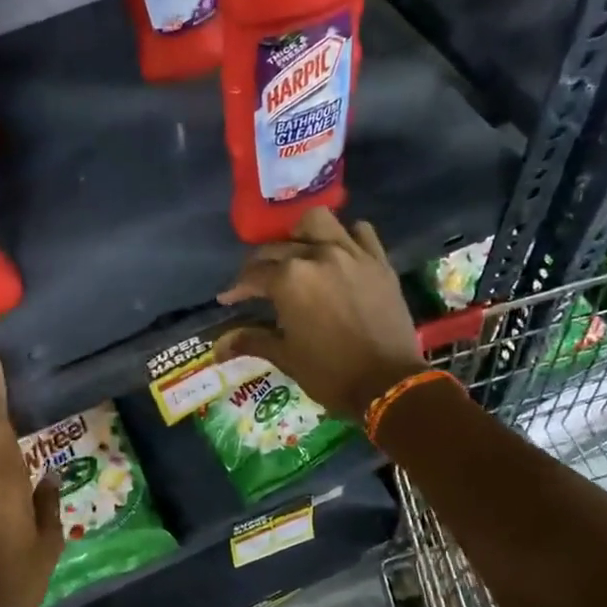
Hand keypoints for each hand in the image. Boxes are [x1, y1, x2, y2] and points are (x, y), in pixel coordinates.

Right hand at [214, 209, 427, 419]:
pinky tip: (340, 253)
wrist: (388, 383)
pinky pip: (361, 232)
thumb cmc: (330, 374)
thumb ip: (252, 341)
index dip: (237, 288)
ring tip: (299, 252)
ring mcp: (351, 254)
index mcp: (289, 279)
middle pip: (279, 247)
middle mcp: (317, 256)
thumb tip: (218, 347)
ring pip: (318, 222)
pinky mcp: (379, 261)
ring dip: (302, 234)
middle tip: (258, 283)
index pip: (252, 275)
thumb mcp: (286, 357)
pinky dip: (347, 237)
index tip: (229, 299)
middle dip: (261, 264)